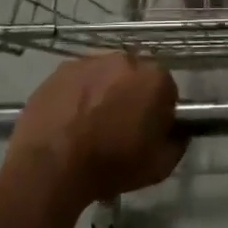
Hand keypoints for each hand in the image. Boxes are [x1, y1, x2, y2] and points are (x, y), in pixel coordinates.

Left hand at [4, 53, 183, 207]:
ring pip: (106, 74)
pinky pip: (79, 79)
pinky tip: (69, 118)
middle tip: (119, 126)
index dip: (159, 112)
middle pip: (136, 75)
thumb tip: (177, 131)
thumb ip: (177, 142)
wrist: (50, 167)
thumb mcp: (159, 166)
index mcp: (154, 79)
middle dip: (132, 95)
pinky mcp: (61, 69)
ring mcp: (90, 61)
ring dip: (105, 90)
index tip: (148, 132)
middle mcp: (124, 60)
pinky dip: (78, 93)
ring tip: (90, 122)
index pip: (167, 90)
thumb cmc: (110, 166)